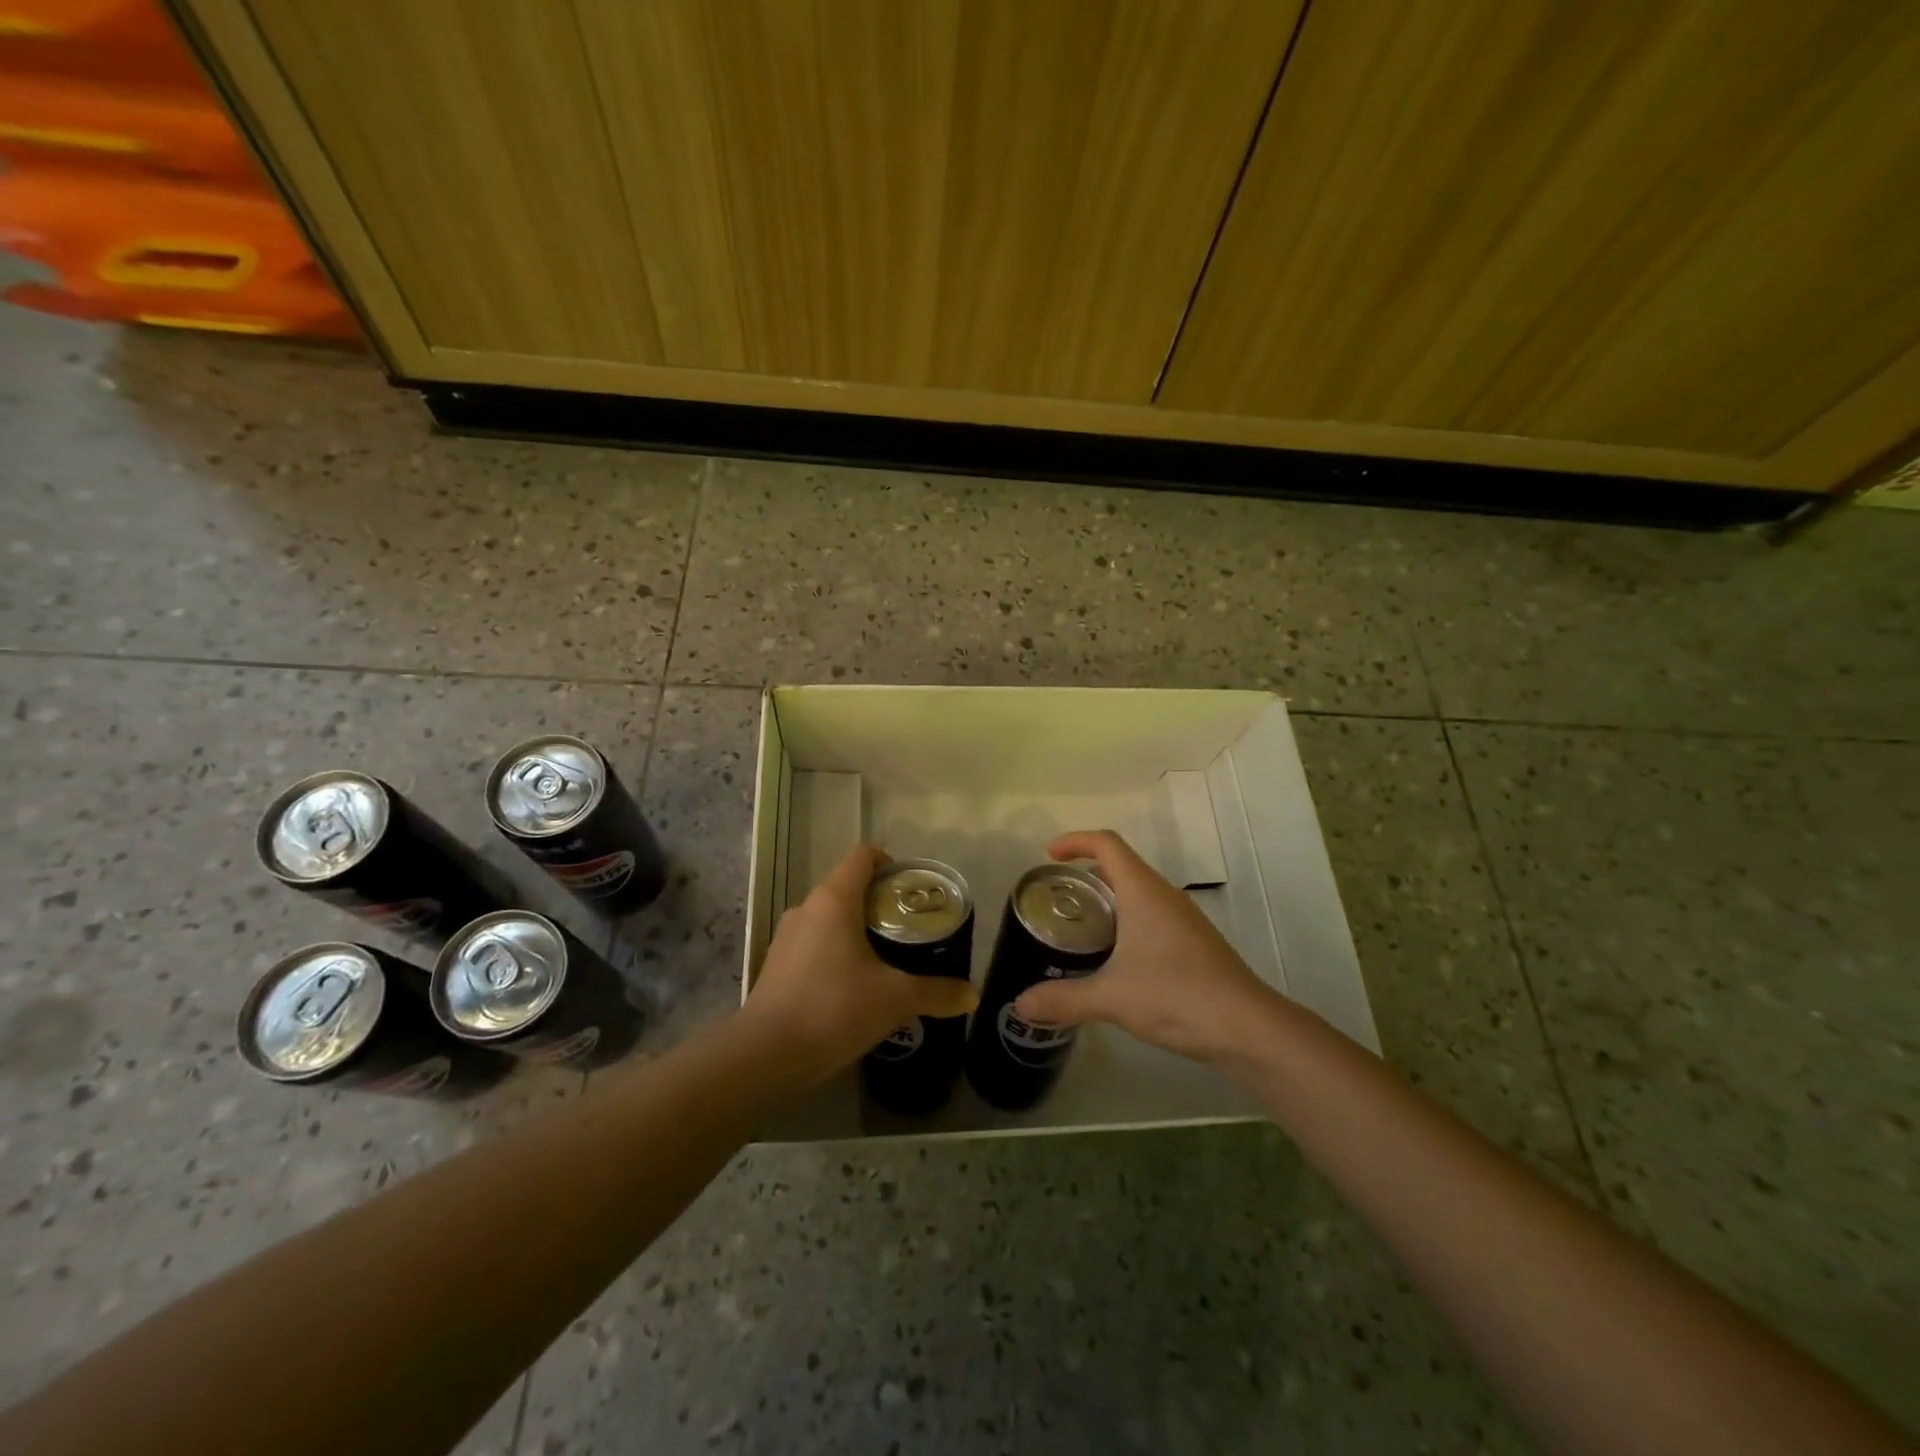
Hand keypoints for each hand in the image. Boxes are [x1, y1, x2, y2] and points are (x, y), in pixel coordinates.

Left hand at [742, 843, 977, 1083]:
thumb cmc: (834, 1008)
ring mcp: (787, 936)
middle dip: (879, 903)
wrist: (766, 1054)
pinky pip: (813, 943)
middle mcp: (807, 907)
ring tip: (884, 959)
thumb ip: (935, 992)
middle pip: (848, 887)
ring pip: (829, 917)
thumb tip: (972, 995)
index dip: (890, 863)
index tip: (911, 889)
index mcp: (835, 899)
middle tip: (908, 929)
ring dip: (856, 929)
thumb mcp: (894, 999)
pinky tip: (851, 986)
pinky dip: (835, 952)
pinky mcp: (776, 964)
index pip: (863, 856)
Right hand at [1012, 830, 1280, 1062]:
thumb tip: (1020, 1005)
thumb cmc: (1177, 996)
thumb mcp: (1112, 998)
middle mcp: (1164, 896)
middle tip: (1058, 895)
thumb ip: (1064, 999)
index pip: (1107, 844)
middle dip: (1087, 871)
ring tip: (1080, 925)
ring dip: (1109, 897)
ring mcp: (1184, 919)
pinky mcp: (1194, 943)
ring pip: (1139, 891)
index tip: (1049, 855)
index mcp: (1143, 892)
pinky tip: (1116, 957)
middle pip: (1122, 865)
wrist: (1248, 1027)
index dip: (1076, 841)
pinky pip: (1153, 914)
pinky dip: (1127, 919)